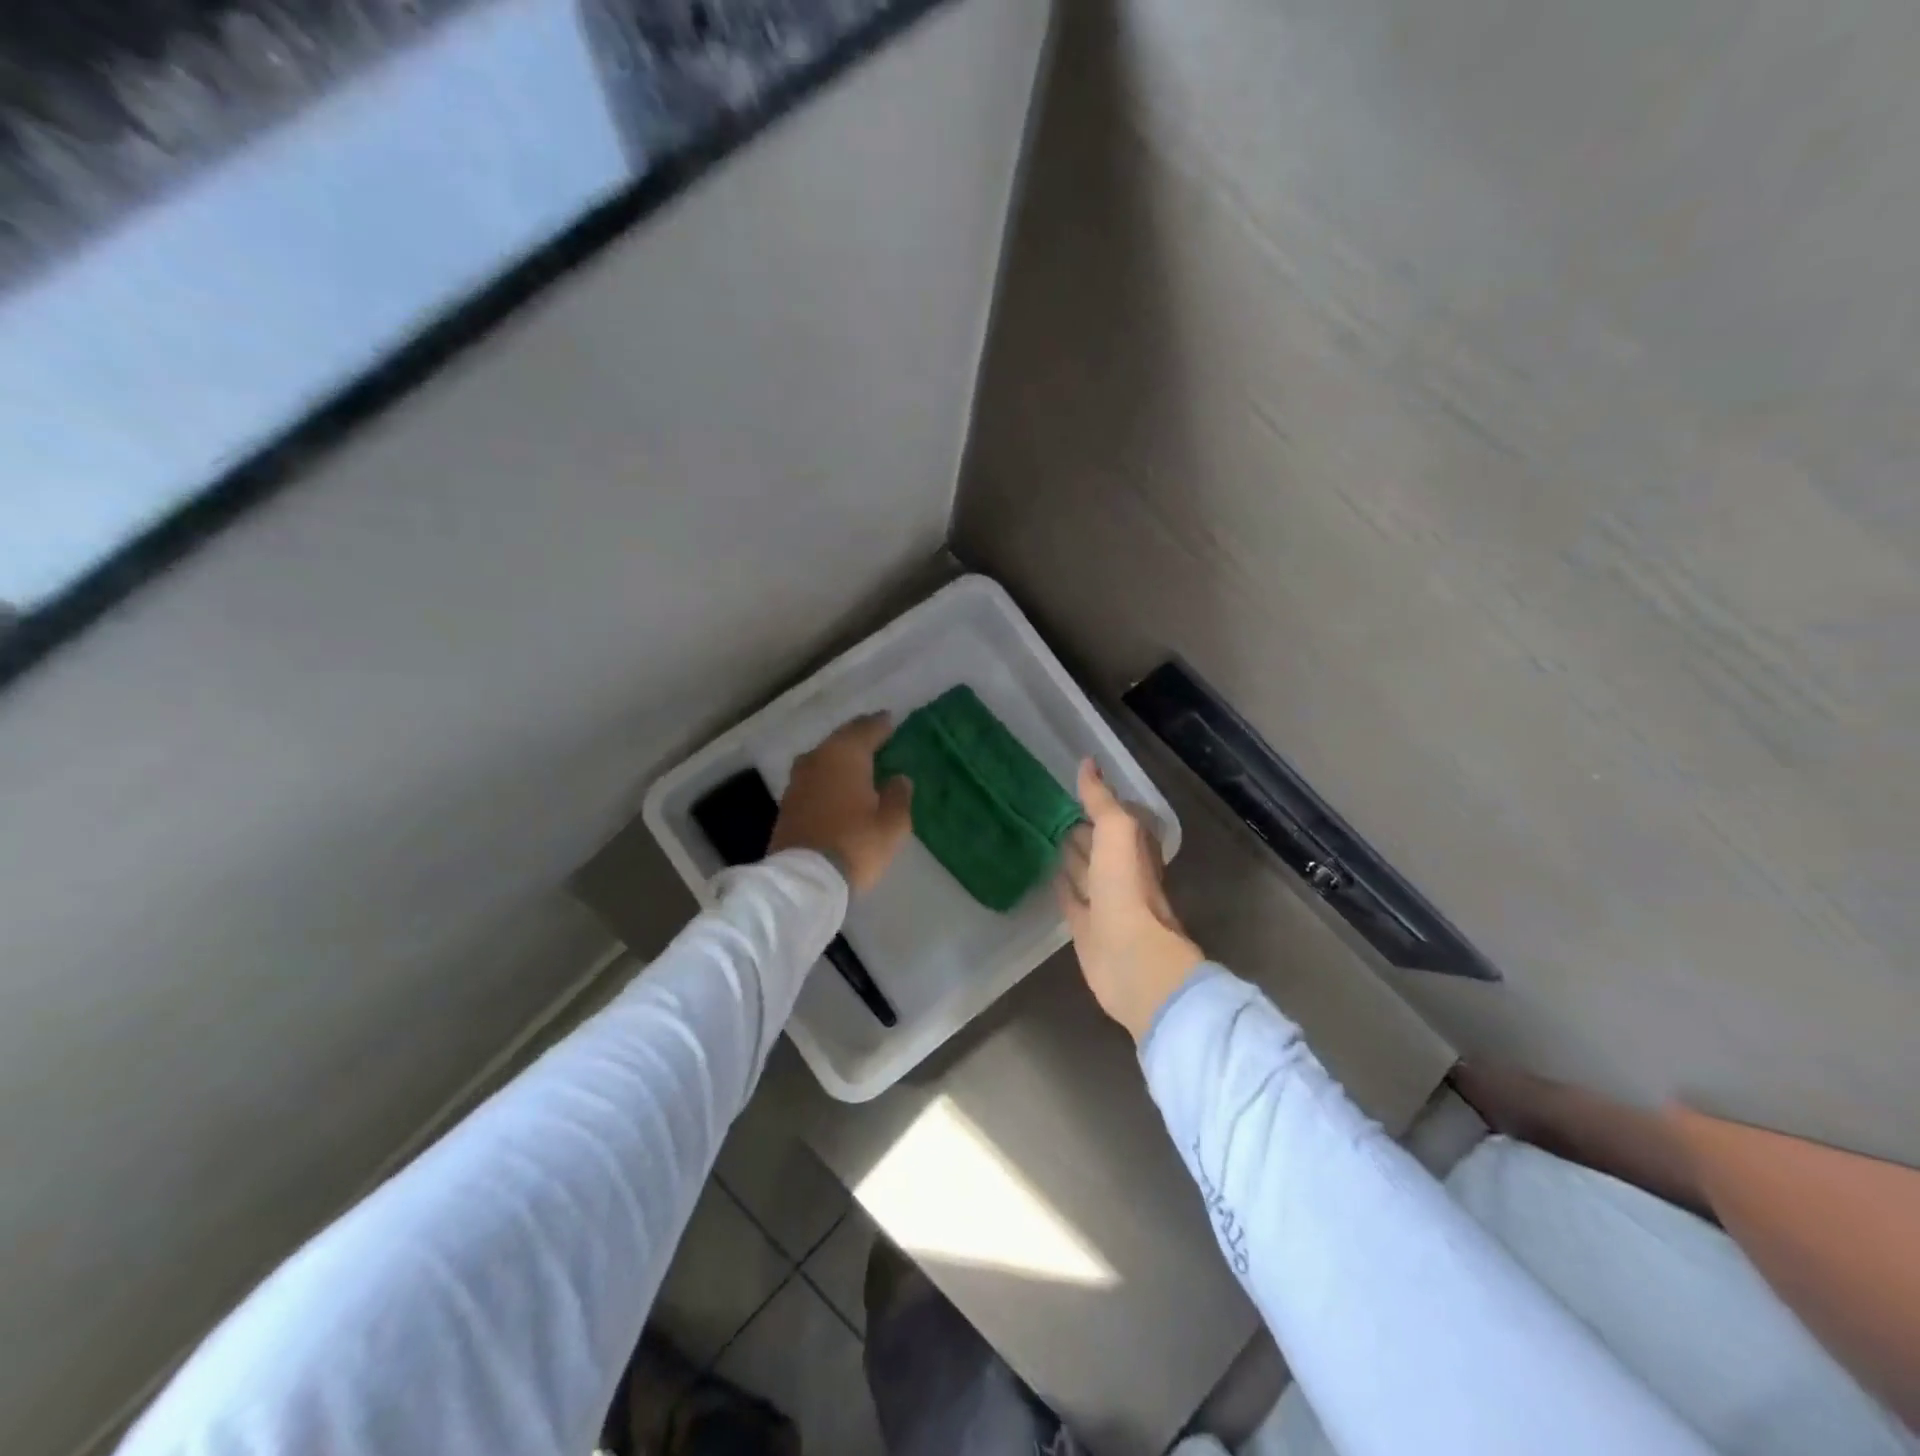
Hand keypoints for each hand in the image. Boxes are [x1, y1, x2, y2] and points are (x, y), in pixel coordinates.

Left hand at [770, 714, 913, 894]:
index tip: (890, 720)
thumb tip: (899, 778)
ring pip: (824, 758)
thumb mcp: (892, 824)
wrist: (805, 880)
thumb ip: (898, 796)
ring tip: (859, 761)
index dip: (881, 724)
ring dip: (840, 757)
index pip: (866, 729)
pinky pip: (814, 778)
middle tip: (876, 735)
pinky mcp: (788, 803)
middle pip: (841, 740)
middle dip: (859, 737)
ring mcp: (797, 780)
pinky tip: (838, 785)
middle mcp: (817, 759)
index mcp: (845, 755)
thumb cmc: (856, 844)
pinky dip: (828, 776)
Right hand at [1056, 760, 1204, 1042]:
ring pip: (1084, 871)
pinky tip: (1046, 873)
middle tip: (1049, 808)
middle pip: (1099, 845)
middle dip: (1081, 828)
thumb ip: (1102, 800)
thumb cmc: (1127, 889)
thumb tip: (1088, 762)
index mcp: (1136, 848)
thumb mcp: (1118, 832)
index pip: (1117, 818)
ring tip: (1042, 833)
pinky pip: (1071, 899)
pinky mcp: (1086, 927)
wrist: (1131, 959)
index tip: (1072, 786)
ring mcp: (1104, 902)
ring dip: (1070, 855)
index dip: (1099, 802)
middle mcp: (1122, 873)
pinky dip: (1061, 885)